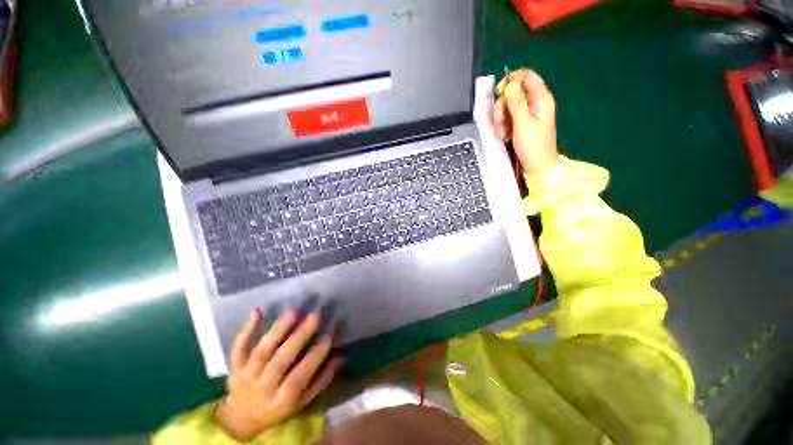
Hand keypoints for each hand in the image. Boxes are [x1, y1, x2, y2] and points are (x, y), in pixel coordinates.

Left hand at [215, 310, 342, 441]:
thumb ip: (321, 380)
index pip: (299, 377)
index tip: (329, 335)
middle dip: (300, 336)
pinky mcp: (234, 367)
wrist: (241, 419)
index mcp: (282, 400)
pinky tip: (257, 312)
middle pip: (280, 361)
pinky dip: (245, 331)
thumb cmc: (278, 407)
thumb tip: (339, 356)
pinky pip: (238, 349)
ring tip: (293, 312)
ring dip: (277, 330)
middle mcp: (262, 388)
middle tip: (315, 315)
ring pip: (261, 352)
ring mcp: (246, 377)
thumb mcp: (302, 401)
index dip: (315, 357)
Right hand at [492, 69, 558, 174]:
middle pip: (514, 93)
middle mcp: (535, 103)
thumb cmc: (533, 145)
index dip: (512, 80)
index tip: (500, 92)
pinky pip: (509, 118)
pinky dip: (504, 125)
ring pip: (509, 107)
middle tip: (499, 122)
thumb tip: (510, 84)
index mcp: (541, 98)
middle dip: (502, 107)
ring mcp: (529, 114)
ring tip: (501, 133)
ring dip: (501, 119)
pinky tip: (504, 136)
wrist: (538, 165)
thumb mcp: (522, 123)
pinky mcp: (523, 123)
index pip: (527, 76)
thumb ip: (516, 102)